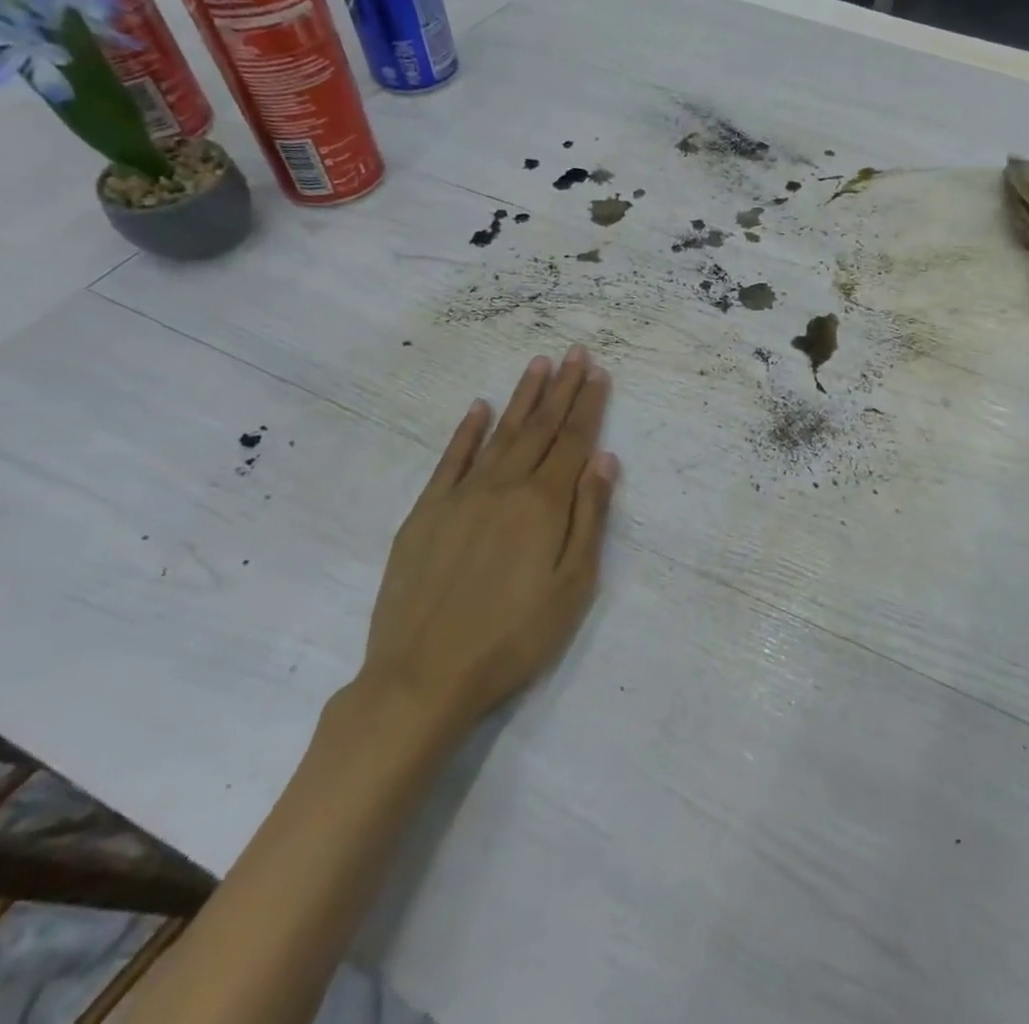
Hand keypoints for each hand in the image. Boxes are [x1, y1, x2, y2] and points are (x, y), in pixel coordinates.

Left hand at [355, 347, 619, 738]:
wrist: (423, 676)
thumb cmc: (513, 637)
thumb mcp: (572, 586)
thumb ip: (589, 518)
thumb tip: (604, 460)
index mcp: (544, 504)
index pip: (574, 441)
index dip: (588, 405)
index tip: (598, 372)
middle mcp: (504, 486)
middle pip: (540, 428)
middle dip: (562, 388)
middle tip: (575, 352)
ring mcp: (461, 495)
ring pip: (500, 433)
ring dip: (522, 397)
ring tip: (539, 364)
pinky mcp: (427, 511)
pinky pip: (451, 459)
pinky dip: (467, 430)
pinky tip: (479, 407)